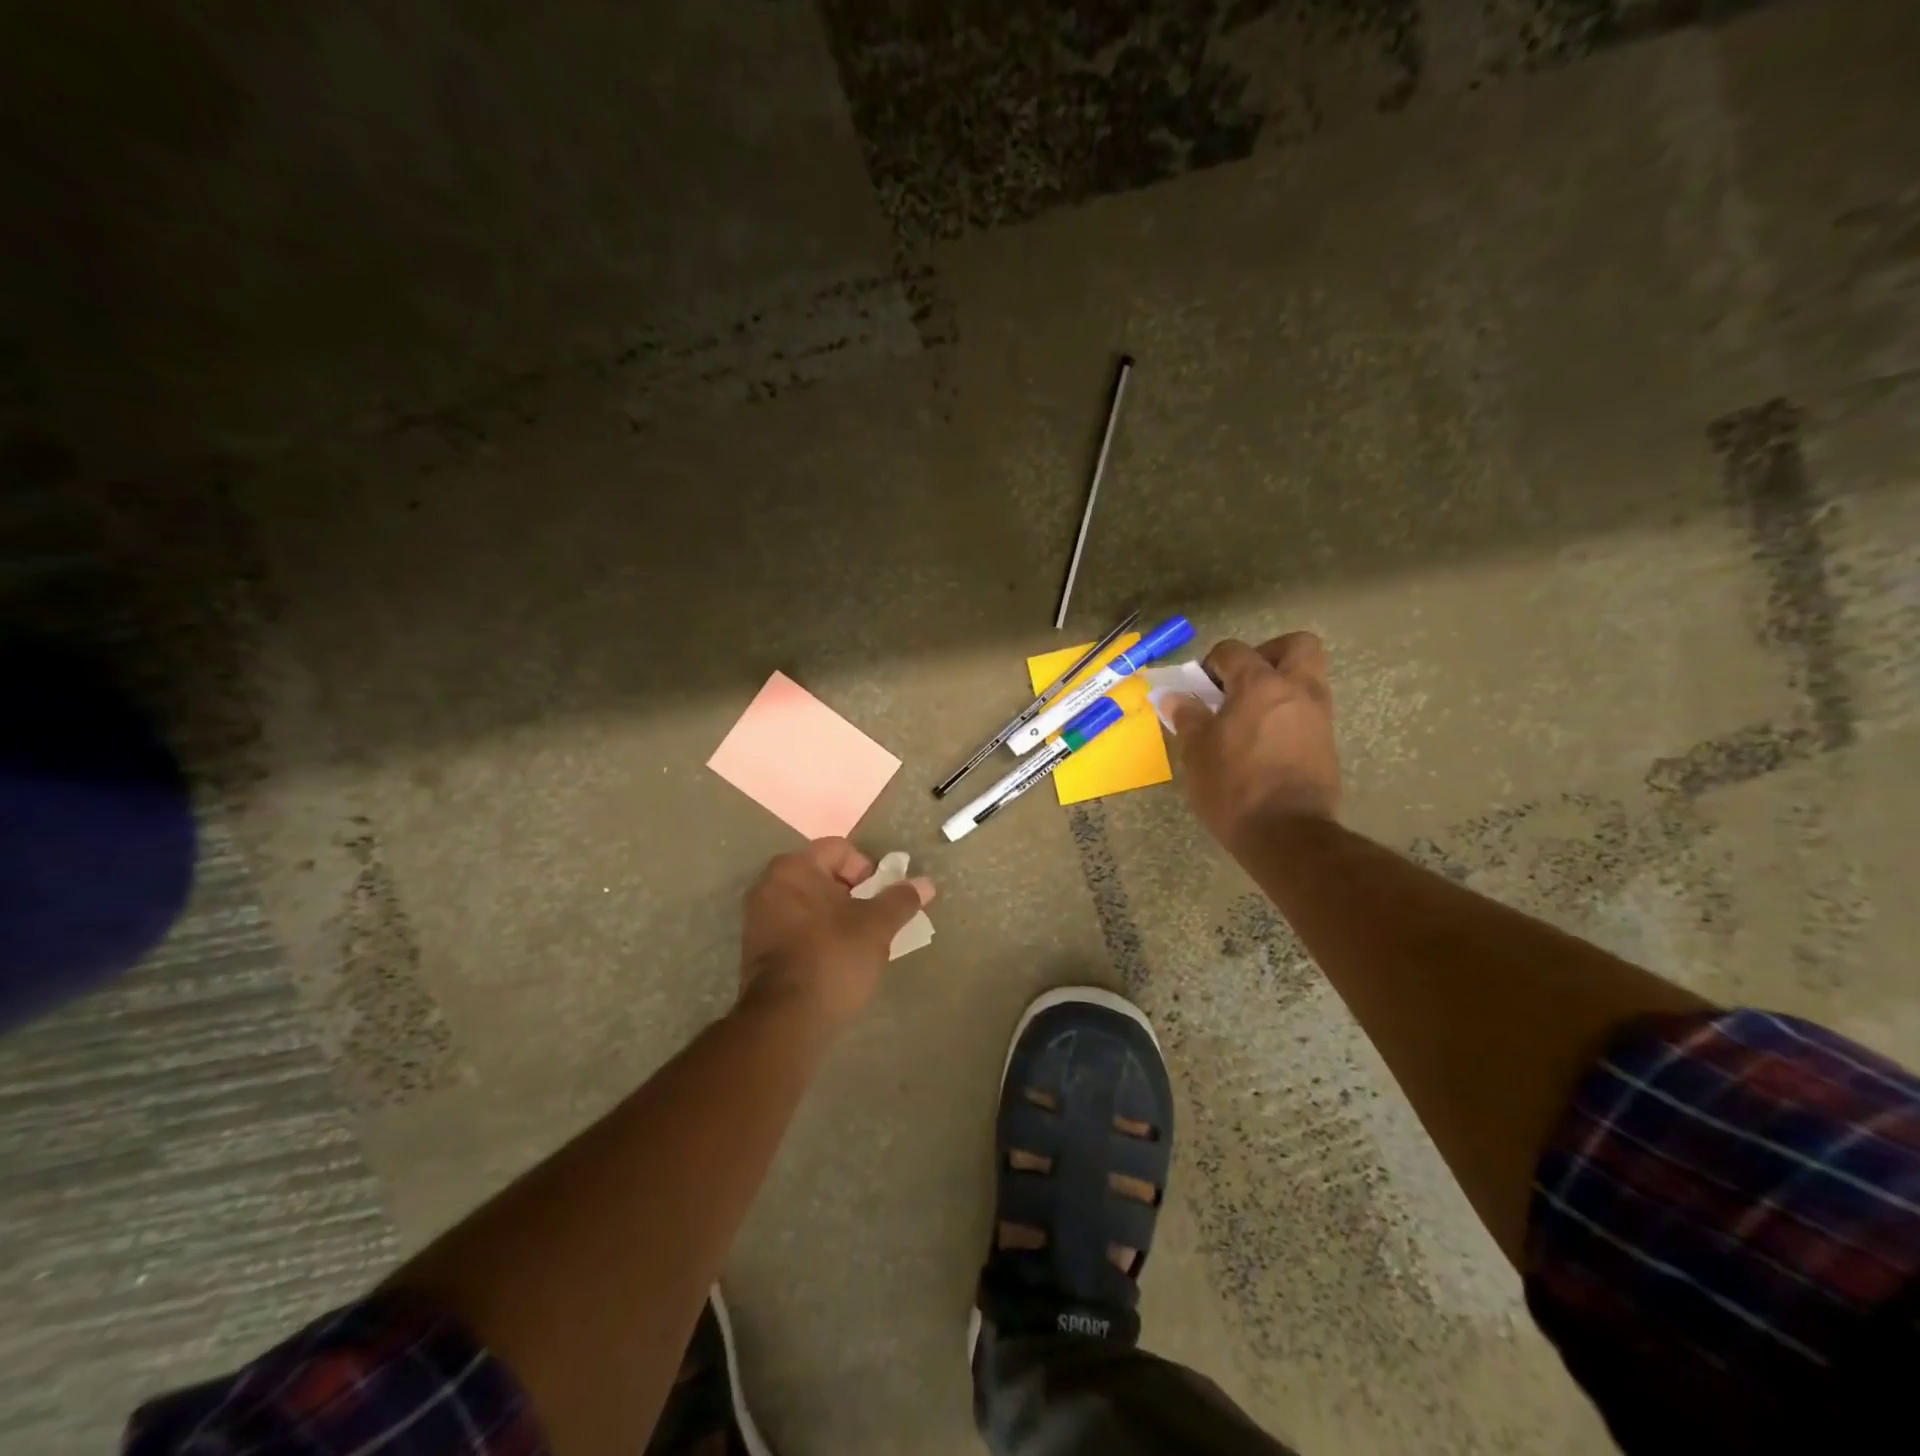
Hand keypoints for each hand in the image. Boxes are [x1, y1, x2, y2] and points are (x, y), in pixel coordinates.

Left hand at [737, 839, 934, 1034]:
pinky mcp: (755, 949)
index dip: (868, 869)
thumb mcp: (877, 926)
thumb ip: (901, 899)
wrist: (786, 1020)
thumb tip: (926, 883)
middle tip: (873, 921)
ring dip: (835, 916)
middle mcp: (769, 885)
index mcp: (794, 868)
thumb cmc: (834, 957)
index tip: (880, 899)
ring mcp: (757, 917)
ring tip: (857, 944)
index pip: (840, 849)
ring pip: (808, 903)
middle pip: (823, 875)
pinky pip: (794, 927)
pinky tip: (833, 960)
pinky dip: (816, 935)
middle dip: (853, 894)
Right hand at [1167, 633, 1340, 847]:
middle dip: (1267, 654)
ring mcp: (1318, 717)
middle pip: (1296, 646)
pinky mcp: (1327, 744)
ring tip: (1249, 716)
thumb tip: (1175, 697)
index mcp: (1260, 685)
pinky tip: (1264, 742)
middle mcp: (1297, 691)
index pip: (1234, 651)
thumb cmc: (1233, 787)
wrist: (1287, 835)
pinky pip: (1308, 711)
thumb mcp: (1196, 752)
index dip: (1211, 664)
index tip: (1199, 690)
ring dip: (1280, 685)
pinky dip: (1288, 714)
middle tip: (1242, 682)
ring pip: (1307, 678)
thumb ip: (1187, 716)